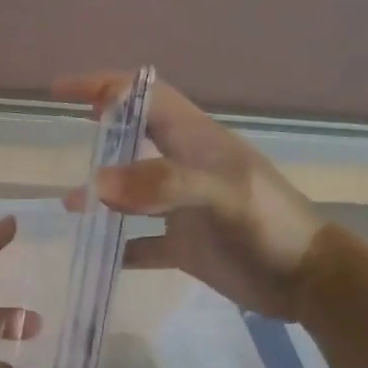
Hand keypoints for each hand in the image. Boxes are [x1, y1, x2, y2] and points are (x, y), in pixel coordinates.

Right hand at [54, 73, 323, 320]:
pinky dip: (117, 247)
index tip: (61, 91)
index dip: (106, 87)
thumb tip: (96, 183)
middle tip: (65, 141)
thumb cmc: (270, 227)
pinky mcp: (184, 245)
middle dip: (100, 135)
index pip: (147, 98)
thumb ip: (163, 184)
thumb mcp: (223, 196)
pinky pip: (139, 243)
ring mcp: (184, 208)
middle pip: (135, 139)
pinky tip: (95, 254)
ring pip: (132, 192)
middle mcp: (186, 168)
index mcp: (198, 142)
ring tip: (70, 206)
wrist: (306, 281)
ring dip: (102, 194)